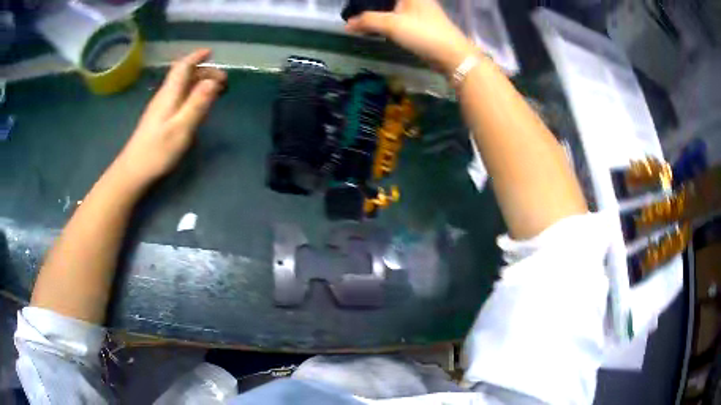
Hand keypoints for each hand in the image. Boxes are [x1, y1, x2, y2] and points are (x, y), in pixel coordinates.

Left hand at [114, 49, 226, 187]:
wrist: (134, 171)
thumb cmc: (157, 150)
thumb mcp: (181, 127)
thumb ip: (197, 103)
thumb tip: (213, 81)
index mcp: (170, 94)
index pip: (183, 67)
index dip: (196, 57)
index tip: (211, 52)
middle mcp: (165, 96)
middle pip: (184, 76)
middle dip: (204, 72)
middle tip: (223, 81)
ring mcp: (161, 108)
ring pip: (182, 87)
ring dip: (199, 83)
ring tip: (216, 91)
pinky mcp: (160, 119)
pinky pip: (179, 98)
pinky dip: (193, 95)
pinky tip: (199, 106)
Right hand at [346, 0, 476, 74]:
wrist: (453, 56)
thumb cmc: (424, 34)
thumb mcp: (391, 24)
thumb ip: (367, 21)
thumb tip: (347, 25)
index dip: (370, 0)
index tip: (356, 3)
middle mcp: (416, 0)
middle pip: (390, 0)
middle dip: (373, 4)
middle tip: (355, 10)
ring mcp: (420, 12)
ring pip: (394, 7)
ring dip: (379, 12)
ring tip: (361, 19)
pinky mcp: (421, 25)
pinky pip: (399, 17)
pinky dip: (387, 20)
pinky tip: (377, 26)